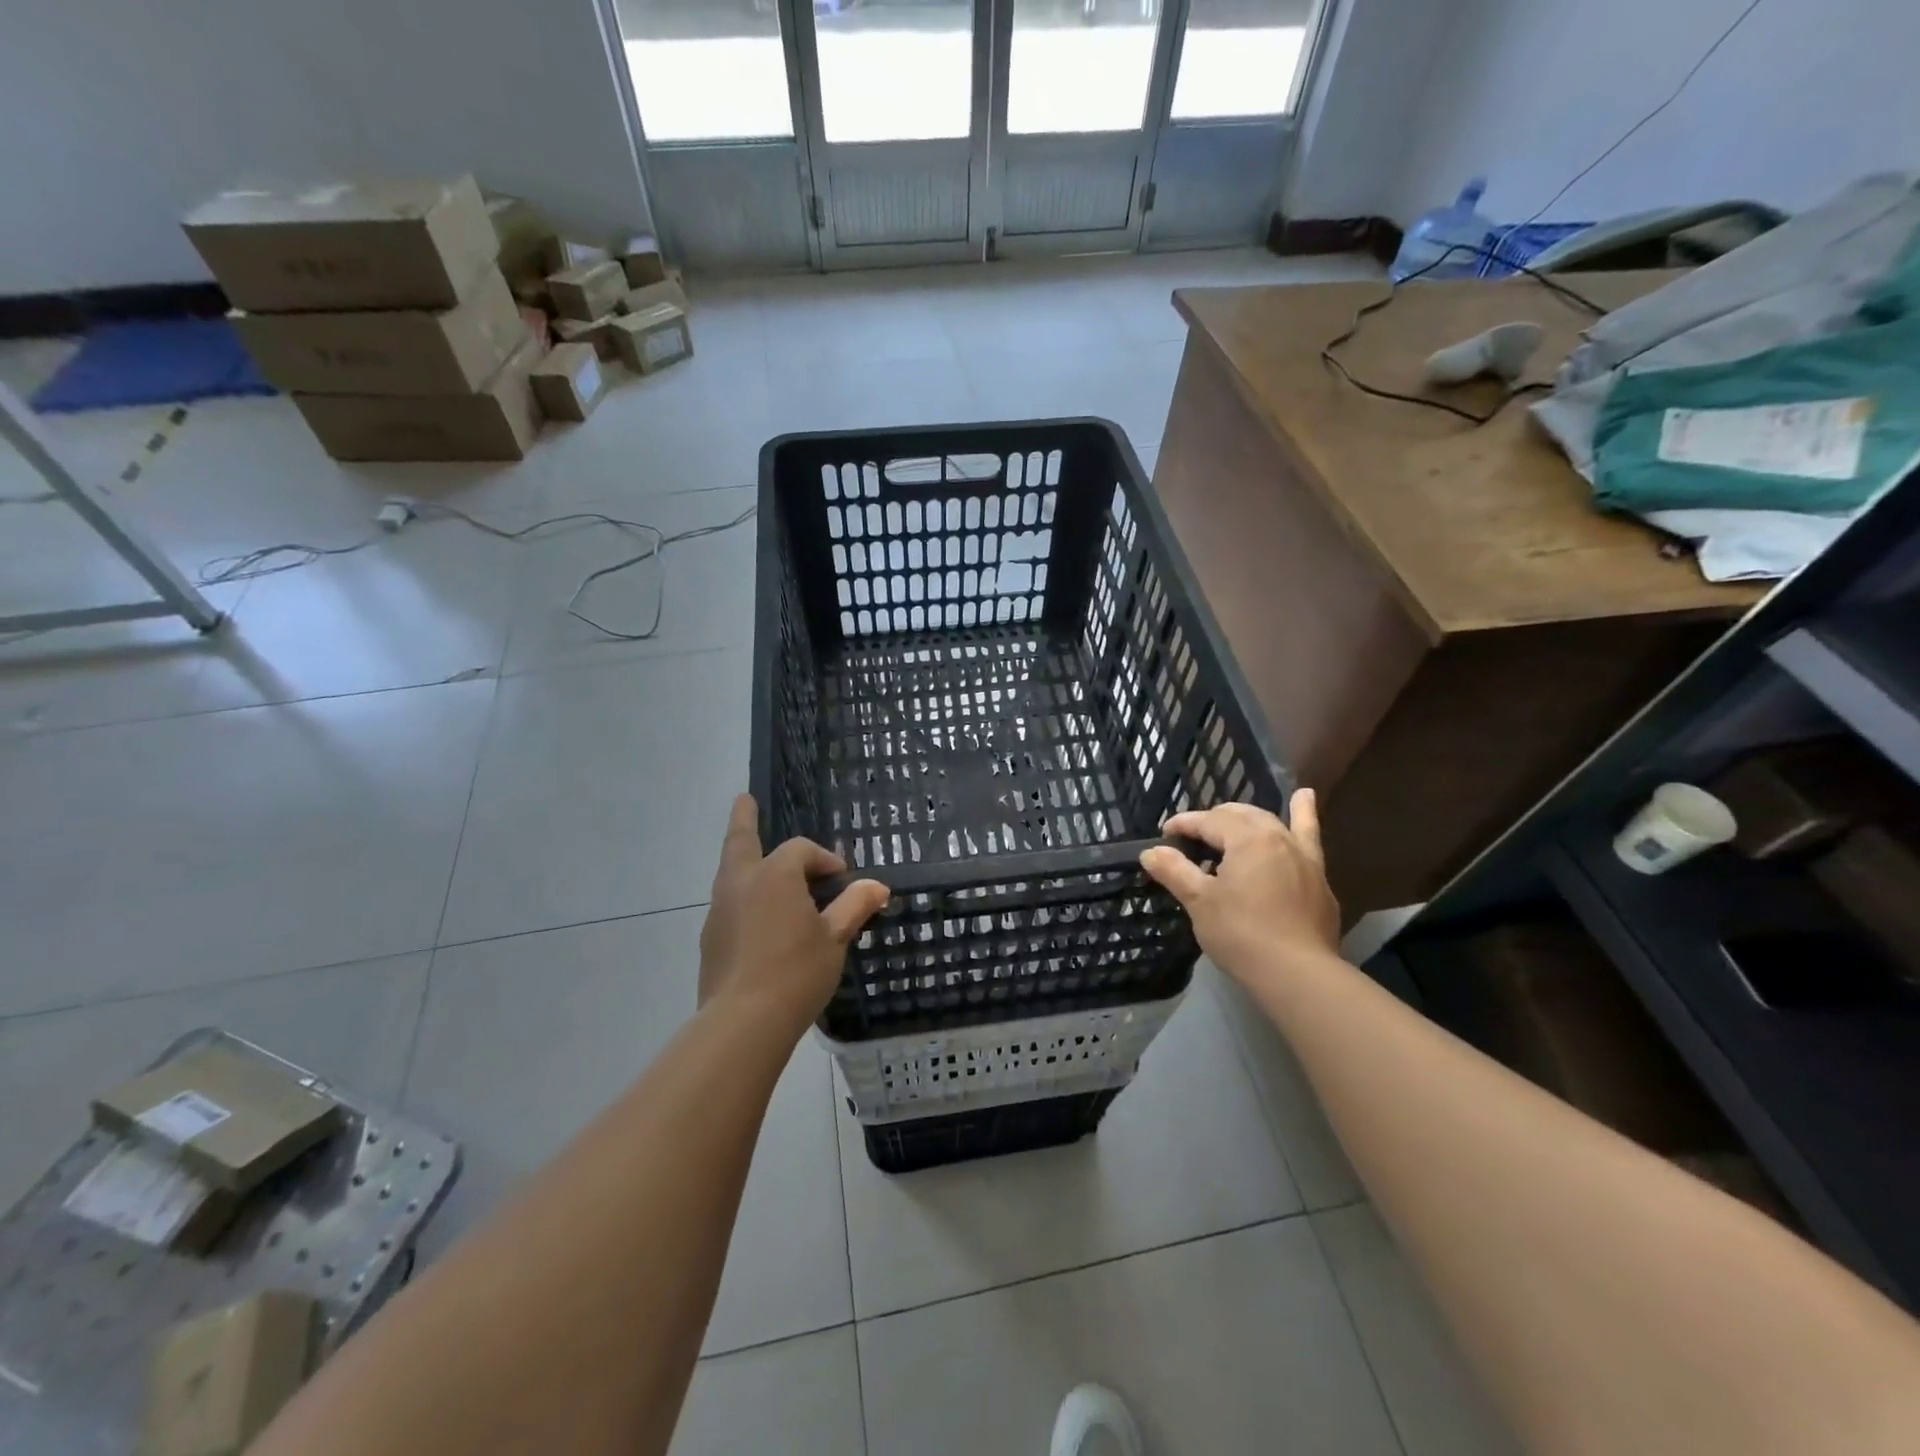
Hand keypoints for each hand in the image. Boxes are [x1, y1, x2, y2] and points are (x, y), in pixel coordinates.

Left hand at [699, 795, 890, 1032]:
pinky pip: (729, 902)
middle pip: (740, 840)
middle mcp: (741, 883)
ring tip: (755, 859)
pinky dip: (743, 895)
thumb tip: (877, 886)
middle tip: (744, 799)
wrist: (743, 1022)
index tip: (842, 879)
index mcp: (775, 875)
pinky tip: (757, 917)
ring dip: (744, 859)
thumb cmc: (796, 972)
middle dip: (744, 818)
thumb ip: (854, 906)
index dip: (824, 859)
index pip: (801, 850)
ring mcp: (719, 910)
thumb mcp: (835, 938)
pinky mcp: (710, 938)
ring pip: (730, 871)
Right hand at [1139, 790, 1340, 985]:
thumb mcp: (1199, 901)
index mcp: (1247, 838)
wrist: (1297, 974)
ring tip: (1238, 809)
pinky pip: (1309, 838)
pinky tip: (1306, 800)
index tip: (1164, 835)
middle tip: (1192, 838)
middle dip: (1213, 820)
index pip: (1208, 821)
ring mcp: (1303, 857)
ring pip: (1273, 822)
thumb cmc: (1240, 934)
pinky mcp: (1318, 879)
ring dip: (1251, 814)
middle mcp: (1277, 837)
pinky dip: (1305, 816)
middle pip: (1240, 816)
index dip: (1183, 825)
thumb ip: (1175, 871)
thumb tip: (1150, 852)